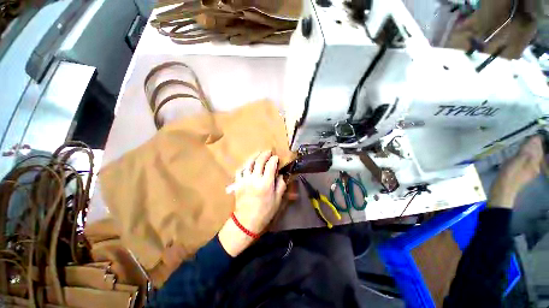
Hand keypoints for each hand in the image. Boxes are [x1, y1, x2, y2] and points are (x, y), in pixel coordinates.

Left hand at [218, 150, 286, 255]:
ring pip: (248, 163)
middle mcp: (254, 179)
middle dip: (265, 154)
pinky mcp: (238, 183)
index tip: (276, 158)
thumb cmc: (265, 212)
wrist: (247, 221)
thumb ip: (281, 185)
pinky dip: (245, 165)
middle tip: (268, 152)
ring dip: (254, 156)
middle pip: (259, 161)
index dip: (274, 160)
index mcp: (266, 183)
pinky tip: (248, 164)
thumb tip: (281, 175)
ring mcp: (244, 180)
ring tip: (259, 154)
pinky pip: (240, 170)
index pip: (270, 165)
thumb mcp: (277, 200)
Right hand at [489, 136, 543, 208]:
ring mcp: (530, 171)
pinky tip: (524, 156)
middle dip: (536, 146)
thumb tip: (535, 139)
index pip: (538, 148)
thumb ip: (526, 151)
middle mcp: (535, 166)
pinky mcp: (524, 174)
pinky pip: (529, 163)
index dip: (537, 141)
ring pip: (533, 158)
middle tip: (532, 138)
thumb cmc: (509, 175)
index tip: (535, 134)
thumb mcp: (517, 161)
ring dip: (532, 151)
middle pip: (538, 154)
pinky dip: (527, 157)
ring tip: (528, 145)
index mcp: (534, 162)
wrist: (503, 190)